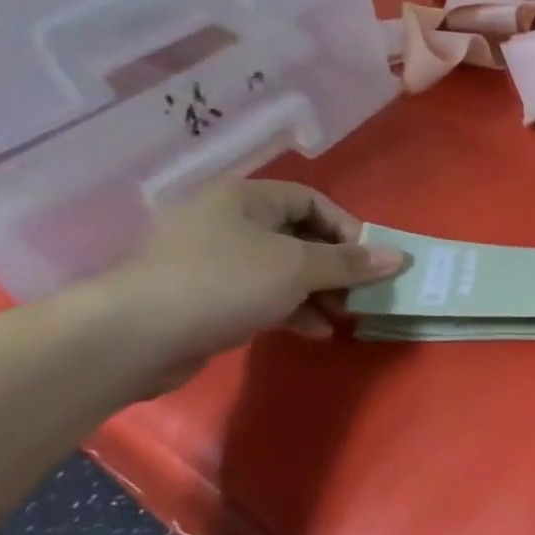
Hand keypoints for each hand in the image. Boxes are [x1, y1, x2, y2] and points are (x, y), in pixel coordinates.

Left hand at [97, 181, 404, 378]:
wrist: (135, 336)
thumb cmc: (224, 283)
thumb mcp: (297, 267)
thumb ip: (349, 262)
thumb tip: (398, 257)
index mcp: (246, 199)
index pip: (312, 201)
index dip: (348, 229)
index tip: (372, 261)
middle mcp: (230, 222)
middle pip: (300, 237)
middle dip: (336, 267)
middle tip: (363, 293)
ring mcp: (216, 261)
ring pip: (284, 270)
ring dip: (319, 292)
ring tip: (345, 316)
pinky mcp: (208, 298)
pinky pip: (263, 295)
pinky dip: (293, 309)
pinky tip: (315, 331)